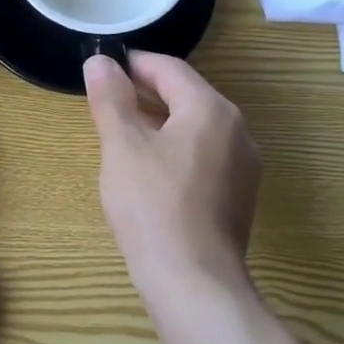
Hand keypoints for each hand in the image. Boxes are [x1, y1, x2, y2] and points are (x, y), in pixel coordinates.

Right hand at [83, 52, 260, 316]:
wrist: (194, 283)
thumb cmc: (153, 206)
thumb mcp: (123, 146)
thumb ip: (111, 98)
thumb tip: (100, 61)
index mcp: (212, 109)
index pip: (169, 69)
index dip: (133, 64)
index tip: (103, 69)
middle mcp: (237, 130)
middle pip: (187, 96)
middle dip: (146, 94)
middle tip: (108, 101)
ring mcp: (243, 165)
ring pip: (196, 128)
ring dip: (160, 122)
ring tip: (124, 134)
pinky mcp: (238, 196)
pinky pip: (204, 156)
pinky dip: (176, 150)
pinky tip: (150, 171)